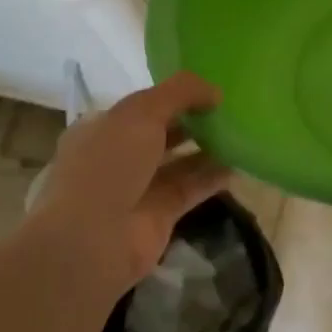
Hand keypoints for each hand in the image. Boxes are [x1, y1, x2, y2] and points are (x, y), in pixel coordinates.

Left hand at [27, 72, 229, 300]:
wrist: (91, 240)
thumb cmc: (109, 164)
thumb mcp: (142, 111)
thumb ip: (181, 92)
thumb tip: (215, 91)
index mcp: (103, 127)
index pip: (143, 105)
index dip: (174, 95)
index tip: (209, 90)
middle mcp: (118, 156)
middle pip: (163, 132)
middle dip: (193, 120)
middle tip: (230, 110)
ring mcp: (138, 187)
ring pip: (179, 161)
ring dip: (207, 148)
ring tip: (240, 133)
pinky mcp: (159, 214)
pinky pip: (191, 189)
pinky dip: (213, 177)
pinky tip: (239, 165)